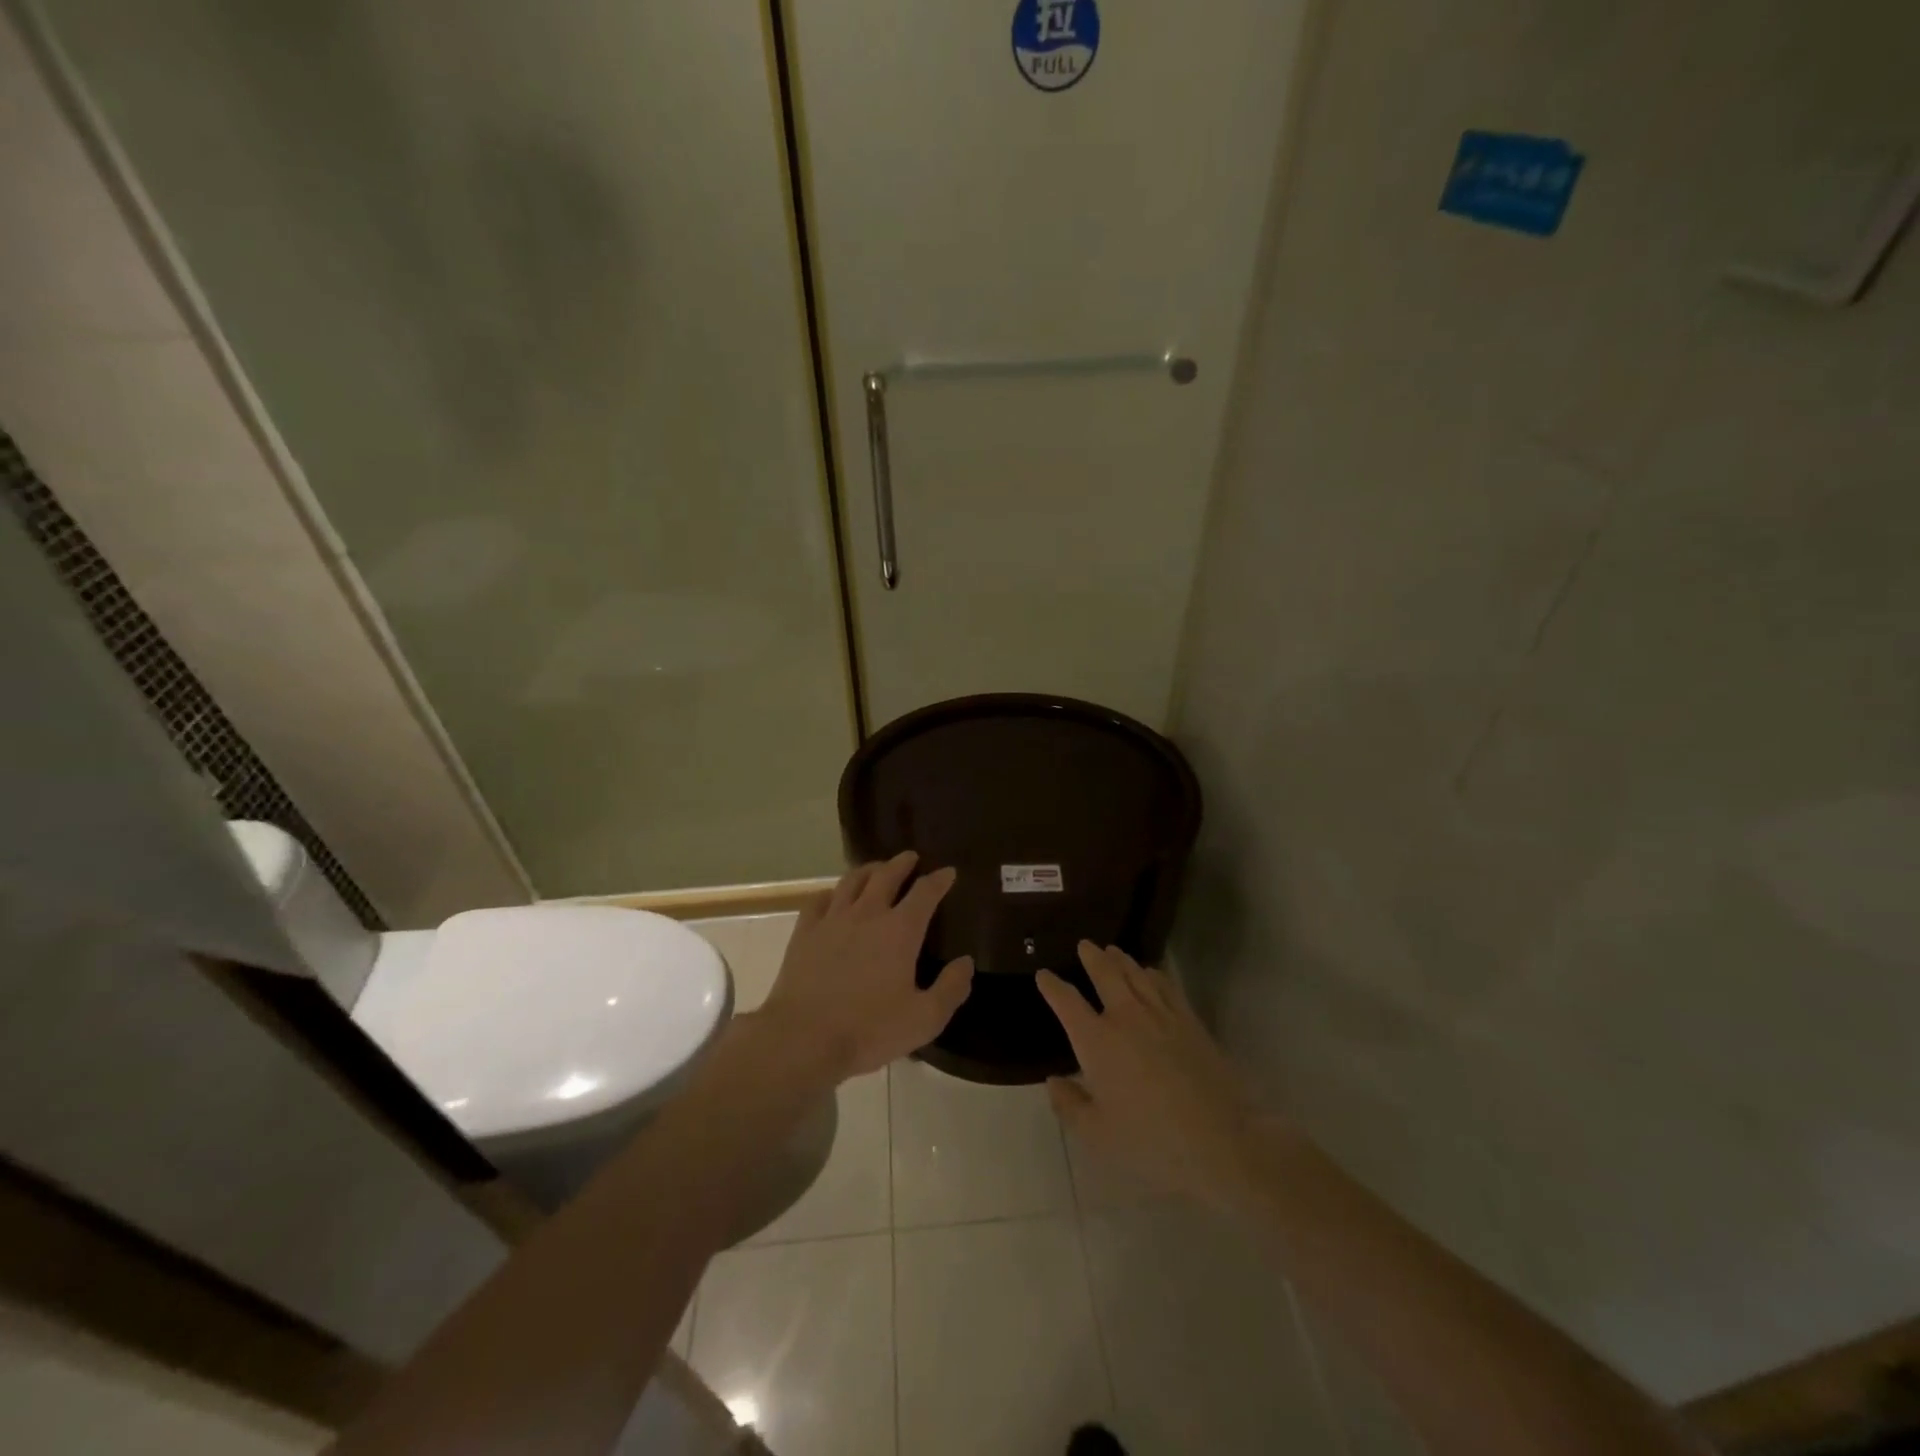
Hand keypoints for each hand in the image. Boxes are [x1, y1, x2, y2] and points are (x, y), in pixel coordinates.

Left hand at [760, 852, 973, 1081]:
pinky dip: (831, 893)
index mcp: (900, 930)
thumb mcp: (924, 1019)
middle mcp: (867, 914)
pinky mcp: (804, 933)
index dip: (939, 880)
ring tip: (876, 868)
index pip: (925, 892)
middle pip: (886, 875)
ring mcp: (832, 920)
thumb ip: (950, 988)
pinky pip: (818, 900)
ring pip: (852, 881)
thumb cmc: (869, 1030)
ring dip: (868, 870)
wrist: (803, 1039)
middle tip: (911, 857)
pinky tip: (833, 897)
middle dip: (902, 863)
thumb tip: (966, 962)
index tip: (948, 872)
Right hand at [1037, 942, 1263, 1207]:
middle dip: (1092, 957)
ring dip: (1121, 960)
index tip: (1043, 975)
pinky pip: (1167, 986)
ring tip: (1113, 951)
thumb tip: (1053, 1081)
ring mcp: (1161, 1015)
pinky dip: (1154, 974)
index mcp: (1096, 1041)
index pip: (1067, 1002)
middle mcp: (1125, 1016)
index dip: (1052, 986)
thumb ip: (1070, 1105)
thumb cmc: (1151, 1141)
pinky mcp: (1190, 1021)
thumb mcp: (1098, 1134)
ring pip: (1136, 974)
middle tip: (1085, 945)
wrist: (1220, 1140)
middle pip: (1105, 974)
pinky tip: (1152, 973)